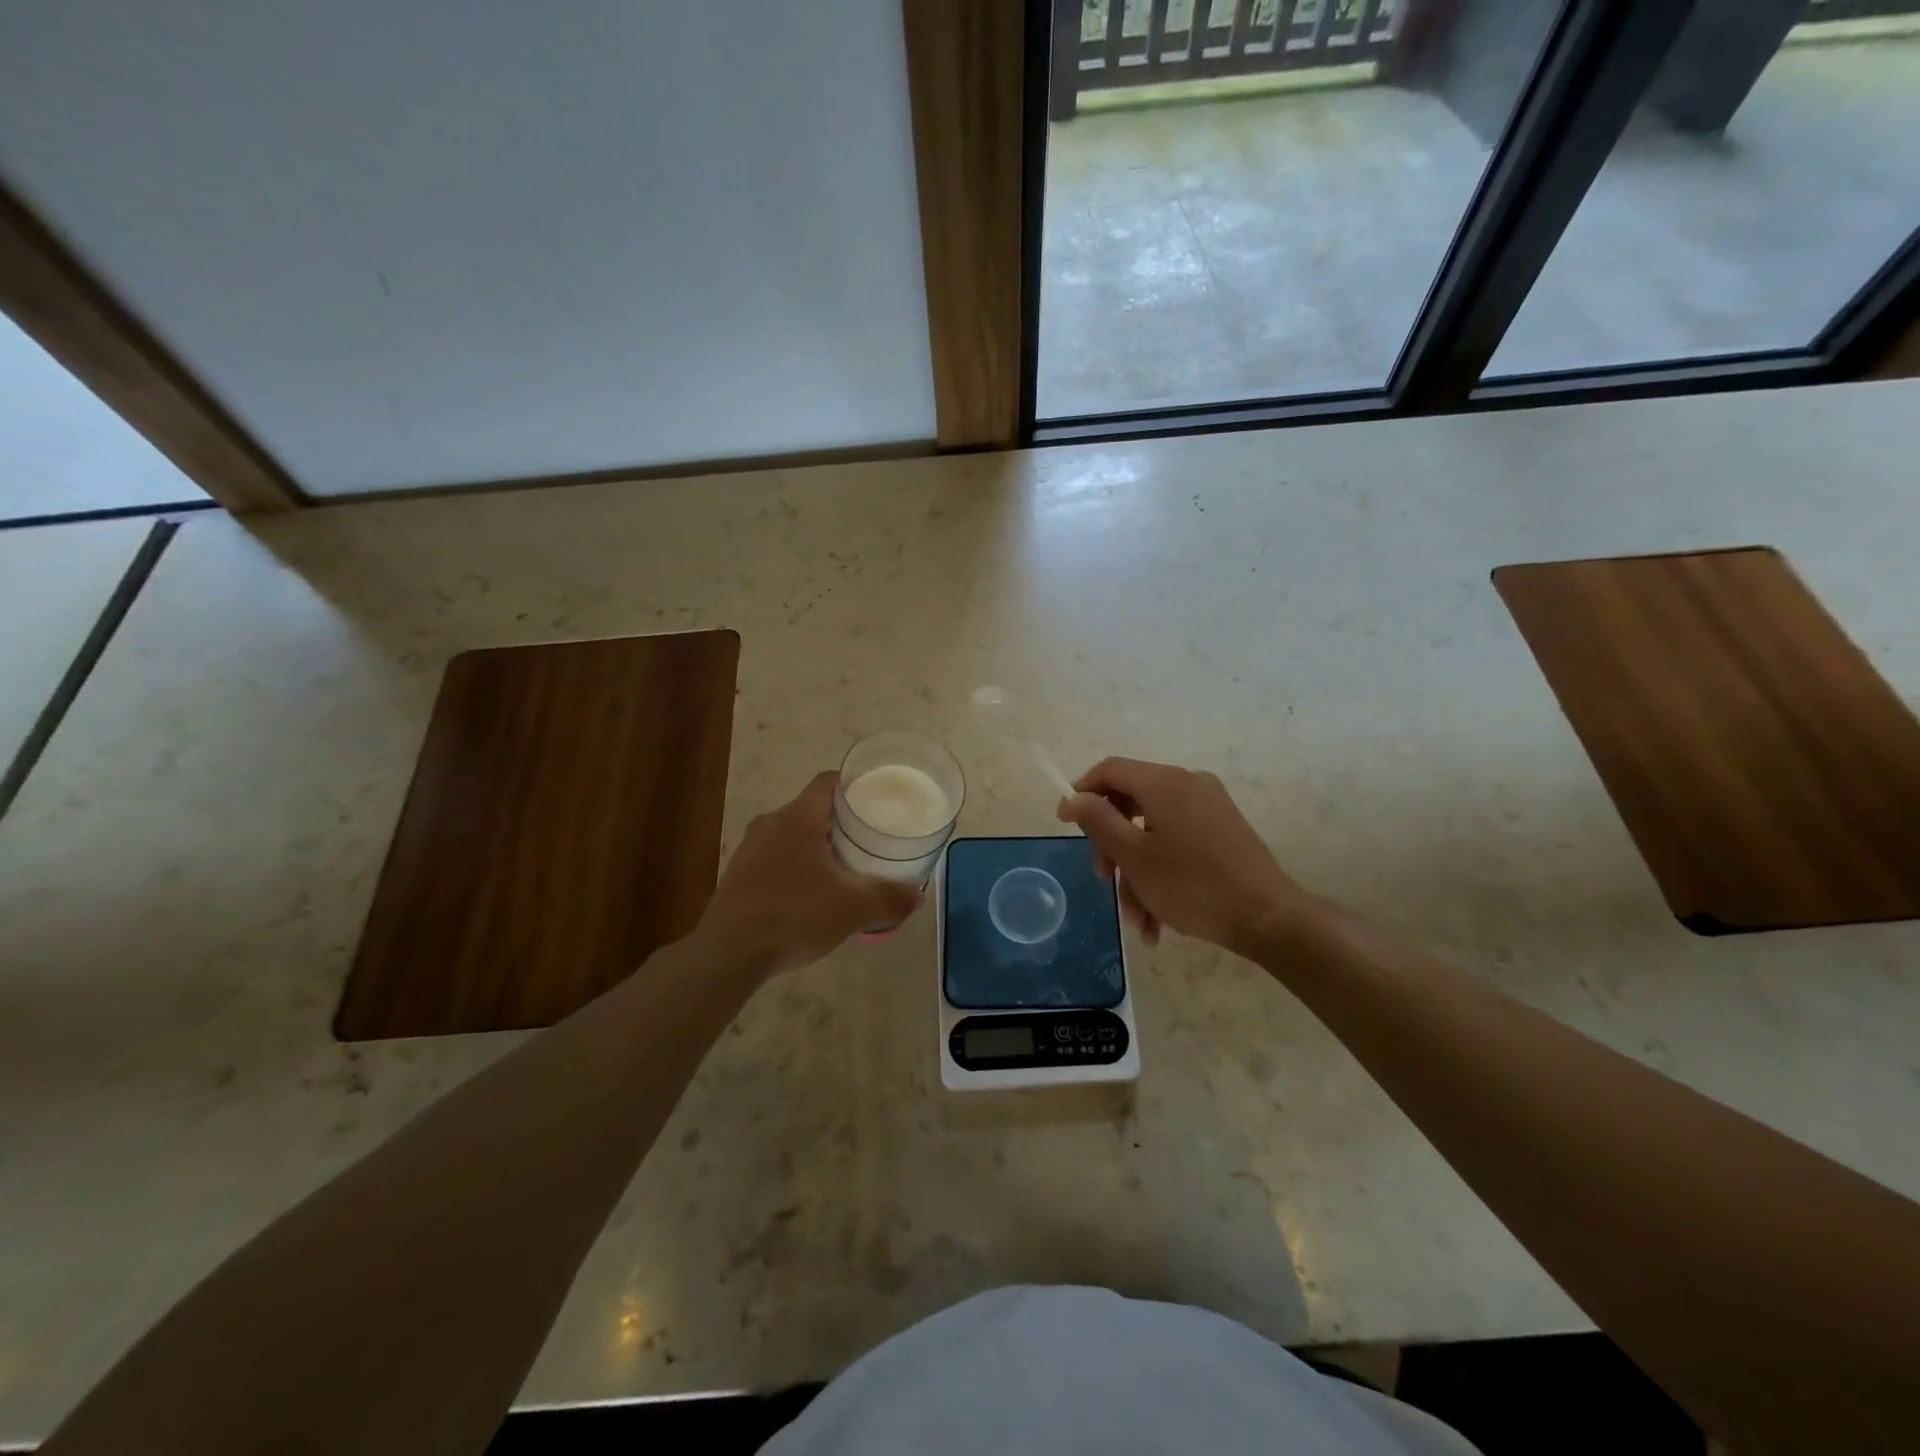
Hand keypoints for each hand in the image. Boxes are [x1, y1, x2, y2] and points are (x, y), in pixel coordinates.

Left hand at [700, 772, 921, 977]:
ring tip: (849, 866)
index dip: (856, 784)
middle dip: (844, 820)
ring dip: (821, 845)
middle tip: (872, 836)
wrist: (728, 955)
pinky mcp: (739, 874)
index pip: (828, 781)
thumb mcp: (852, 909)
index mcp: (797, 818)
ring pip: (795, 834)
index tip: (880, 798)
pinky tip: (815, 893)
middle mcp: (770, 824)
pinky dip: (801, 864)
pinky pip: (779, 856)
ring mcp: (750, 849)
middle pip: (814, 808)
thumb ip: (889, 899)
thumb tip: (917, 897)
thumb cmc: (793, 916)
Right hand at [1055, 757, 1319, 957]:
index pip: (1110, 769)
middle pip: (1130, 803)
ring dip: (1137, 873)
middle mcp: (1188, 784)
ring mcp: (1209, 807)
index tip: (1064, 823)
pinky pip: (1177, 842)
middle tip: (1104, 880)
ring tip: (1138, 920)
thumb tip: (1074, 797)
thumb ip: (1098, 821)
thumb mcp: (1133, 856)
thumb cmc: (1192, 886)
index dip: (1082, 792)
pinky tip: (1158, 919)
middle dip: (1112, 846)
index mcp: (1164, 782)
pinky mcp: (1223, 831)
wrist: (1269, 919)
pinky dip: (1161, 873)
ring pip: (1153, 831)